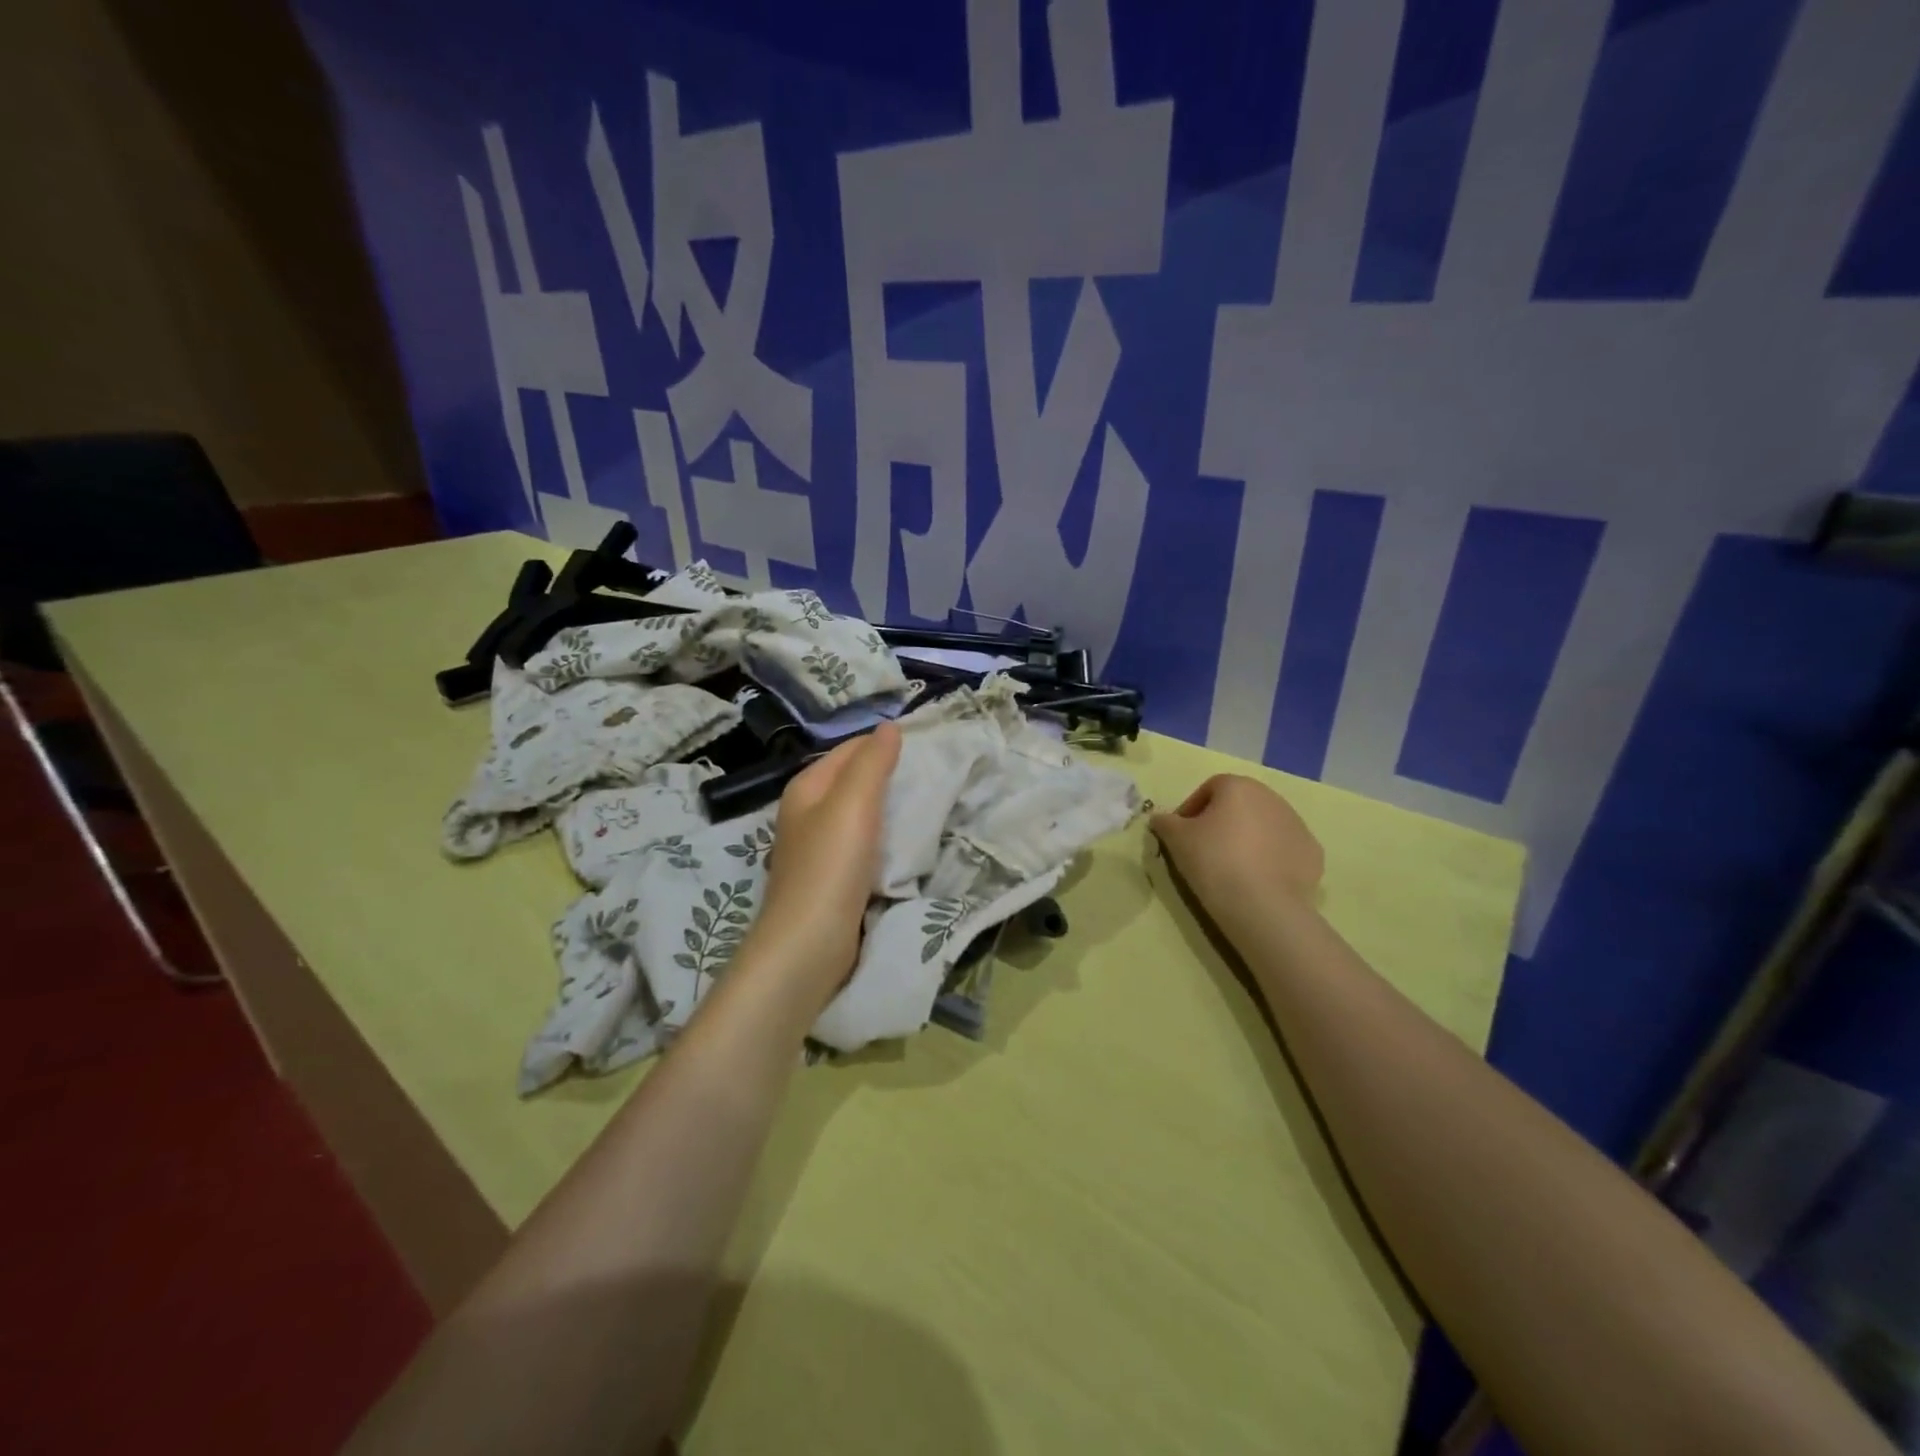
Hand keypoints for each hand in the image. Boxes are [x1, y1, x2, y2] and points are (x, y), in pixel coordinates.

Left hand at [749, 722, 901, 998]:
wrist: (809, 944)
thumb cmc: (830, 866)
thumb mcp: (853, 804)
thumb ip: (871, 763)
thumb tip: (889, 726)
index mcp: (806, 787)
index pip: (850, 749)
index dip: (883, 743)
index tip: (926, 745)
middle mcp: (807, 812)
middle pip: (853, 781)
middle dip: (889, 775)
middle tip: (934, 775)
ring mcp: (817, 848)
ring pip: (860, 814)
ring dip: (889, 809)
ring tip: (928, 804)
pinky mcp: (831, 878)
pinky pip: (863, 845)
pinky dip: (884, 839)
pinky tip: (906, 844)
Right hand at [1150, 775, 1323, 931]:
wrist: (1262, 906)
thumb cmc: (1213, 861)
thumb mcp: (1176, 839)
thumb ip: (1165, 822)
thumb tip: (1160, 818)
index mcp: (1239, 786)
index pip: (1209, 789)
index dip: (1191, 809)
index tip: (1181, 835)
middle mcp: (1272, 797)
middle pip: (1239, 805)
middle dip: (1221, 822)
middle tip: (1205, 851)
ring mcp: (1297, 824)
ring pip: (1263, 826)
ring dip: (1247, 839)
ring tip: (1231, 868)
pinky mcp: (1313, 853)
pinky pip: (1283, 849)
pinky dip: (1270, 859)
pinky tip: (1257, 880)